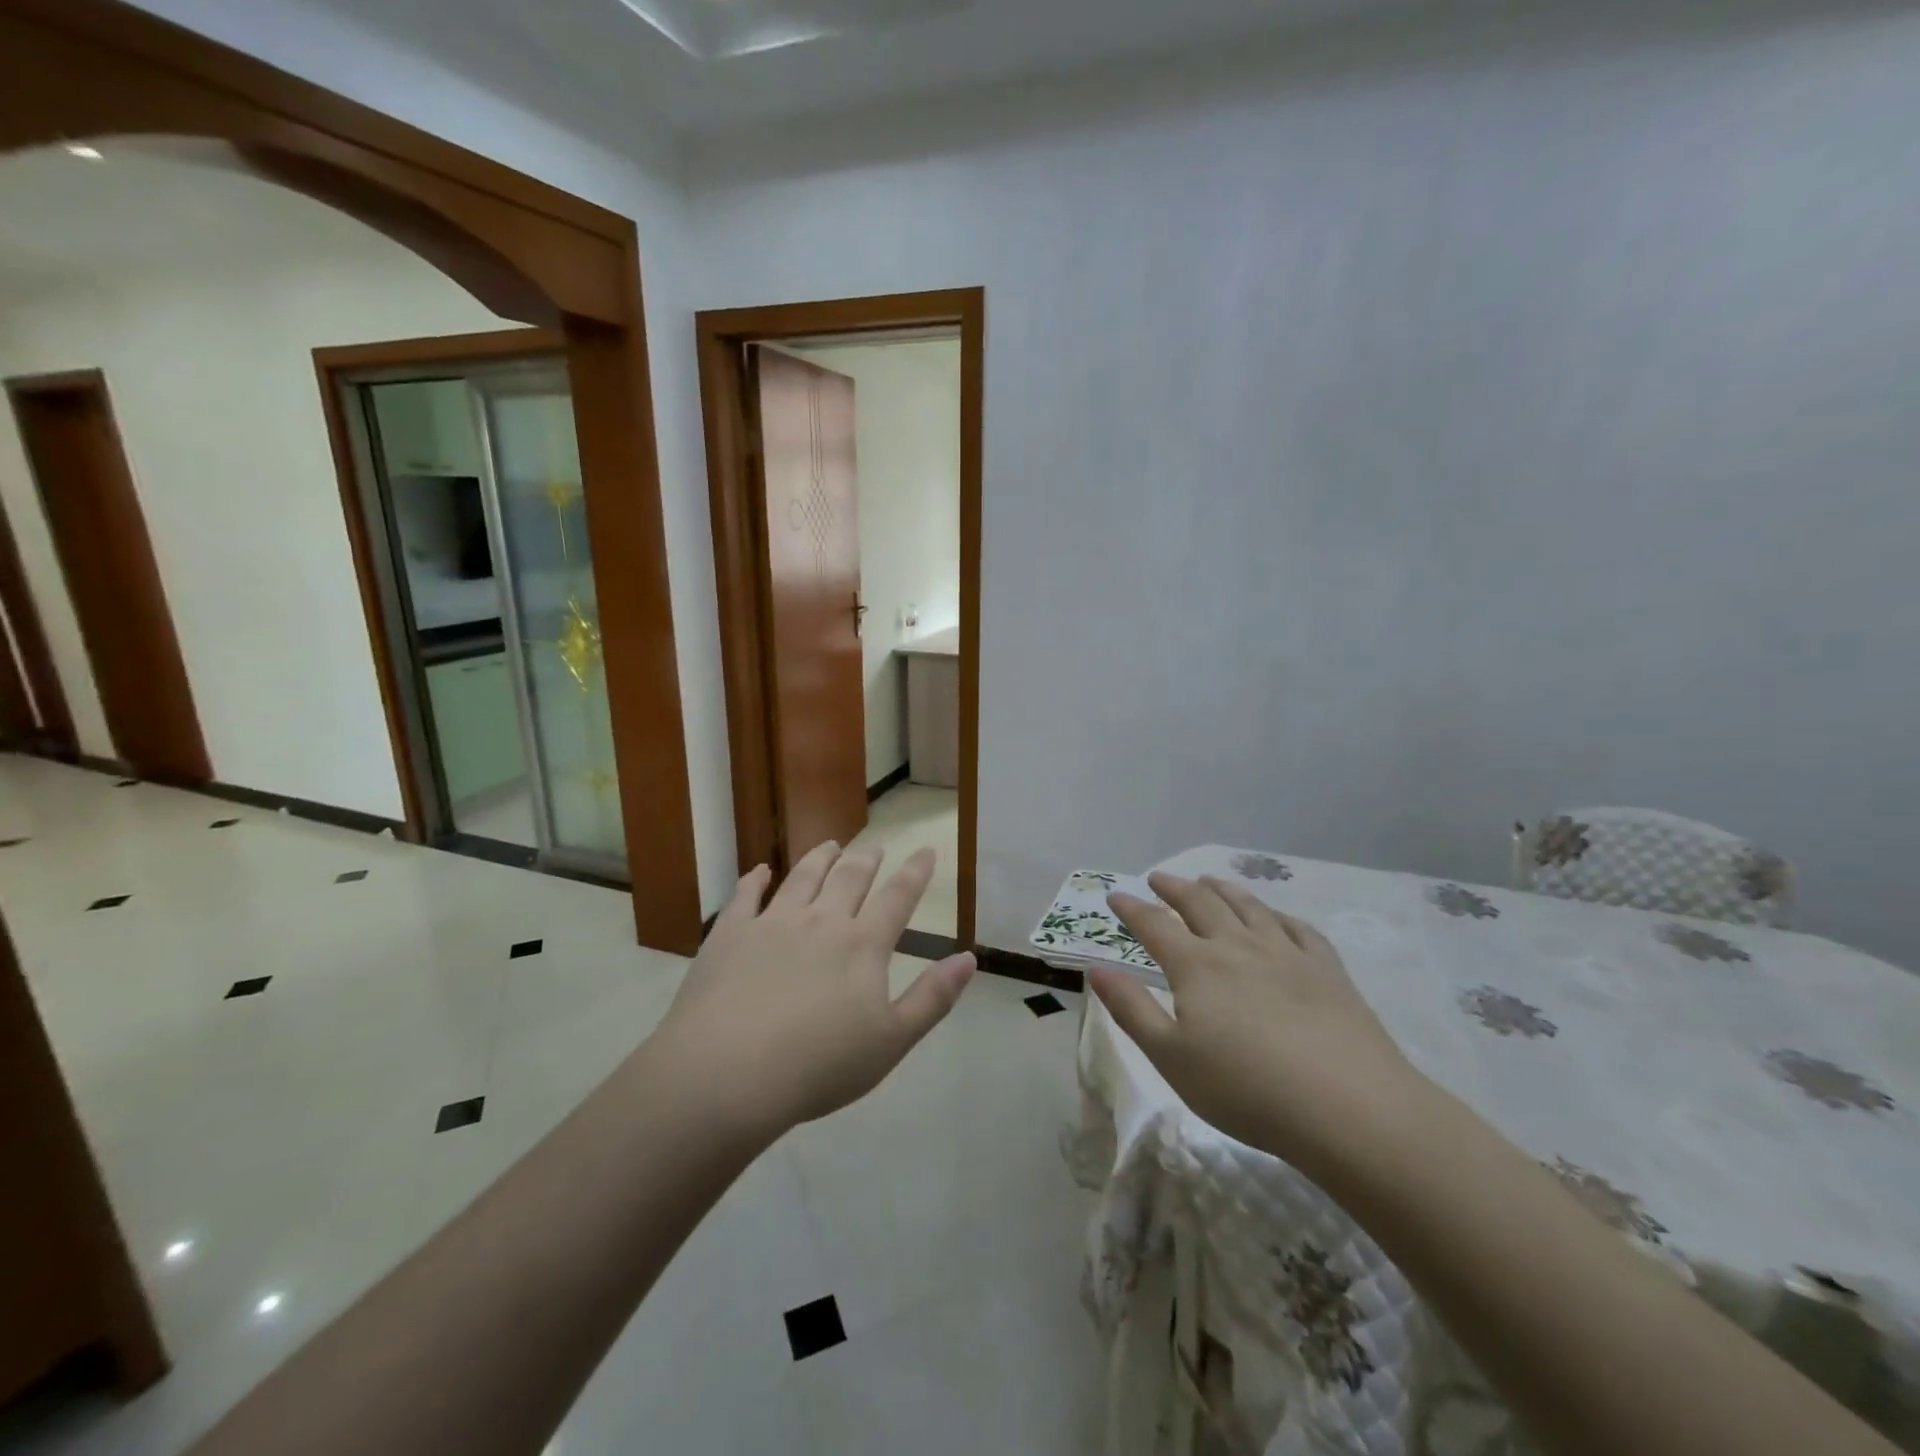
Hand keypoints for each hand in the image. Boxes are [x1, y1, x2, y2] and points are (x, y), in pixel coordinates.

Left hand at [655, 842, 975, 1137]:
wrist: (728, 1073)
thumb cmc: (818, 1066)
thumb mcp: (891, 1041)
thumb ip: (933, 997)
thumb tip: (969, 958)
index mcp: (862, 945)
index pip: (897, 898)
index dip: (915, 872)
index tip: (925, 850)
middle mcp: (821, 921)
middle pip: (850, 879)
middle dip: (867, 860)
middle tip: (875, 848)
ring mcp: (773, 922)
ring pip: (802, 877)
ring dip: (820, 858)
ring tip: (831, 845)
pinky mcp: (730, 934)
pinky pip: (745, 895)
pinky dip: (755, 879)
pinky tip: (760, 870)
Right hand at [1089, 873, 1421, 1173]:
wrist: (1350, 1108)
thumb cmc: (1246, 1090)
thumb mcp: (1171, 1058)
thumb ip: (1132, 1009)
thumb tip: (1098, 969)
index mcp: (1197, 965)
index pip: (1154, 925)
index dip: (1132, 908)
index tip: (1116, 895)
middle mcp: (1238, 946)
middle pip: (1200, 903)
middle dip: (1174, 887)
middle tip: (1158, 878)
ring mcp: (1286, 953)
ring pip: (1247, 907)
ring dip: (1222, 890)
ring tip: (1208, 881)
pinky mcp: (1327, 969)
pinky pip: (1297, 928)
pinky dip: (1277, 915)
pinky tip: (1274, 917)